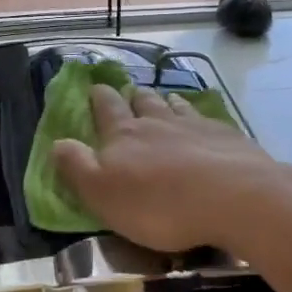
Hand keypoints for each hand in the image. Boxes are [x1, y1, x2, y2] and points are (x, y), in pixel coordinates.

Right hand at [51, 85, 291, 253]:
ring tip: (165, 99)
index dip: (99, 98)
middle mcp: (159, 122)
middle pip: (143, 102)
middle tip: (130, 92)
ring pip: (176, 106)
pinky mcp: (228, 137)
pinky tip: (203, 122)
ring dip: (166, 101)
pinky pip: (207, 119)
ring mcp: (196, 126)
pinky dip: (199, 116)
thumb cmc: (159, 204)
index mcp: (124, 135)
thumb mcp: (103, 194)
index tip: (95, 87)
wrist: (234, 199)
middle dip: (133, 96)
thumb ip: (78, 167)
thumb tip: (57, 142)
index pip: (107, 109)